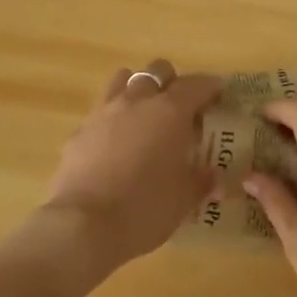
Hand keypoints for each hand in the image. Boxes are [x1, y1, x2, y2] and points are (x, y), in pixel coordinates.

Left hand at [42, 60, 222, 267]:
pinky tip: (114, 143)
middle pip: (157, 71)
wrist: (84, 226)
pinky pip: (100, 112)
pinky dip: (112, 119)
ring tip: (144, 113)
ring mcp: (104, 113)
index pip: (196, 85)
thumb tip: (213, 178)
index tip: (218, 94)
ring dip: (137, 89)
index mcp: (170, 112)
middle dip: (171, 81)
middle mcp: (137, 102)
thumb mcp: (184, 199)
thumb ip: (201, 182)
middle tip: (180, 105)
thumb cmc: (145, 208)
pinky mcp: (79, 132)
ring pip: (123, 80)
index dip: (210, 87)